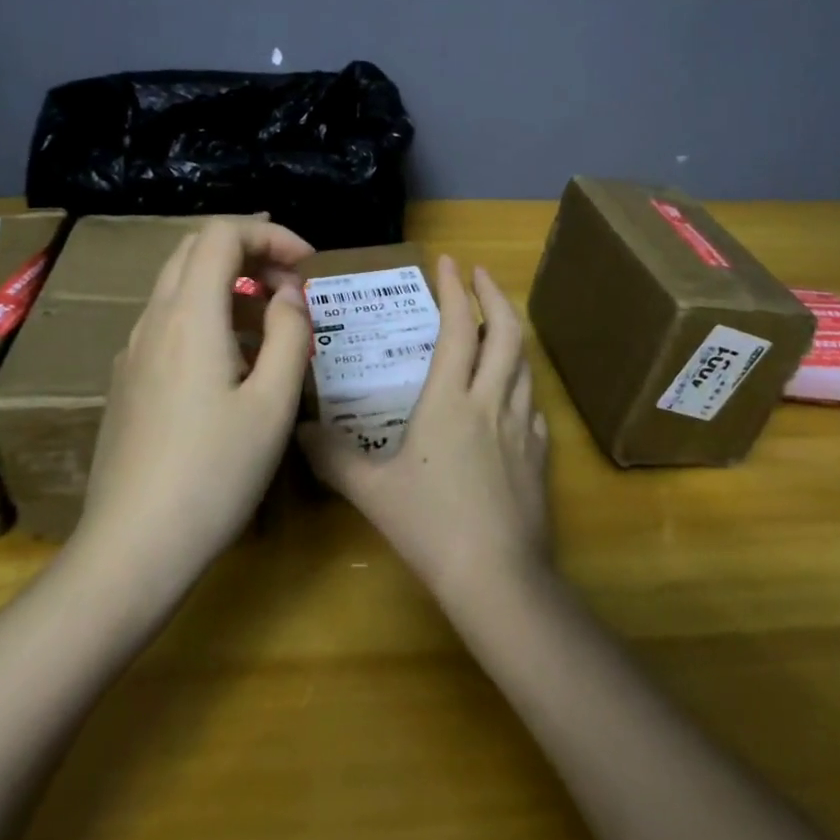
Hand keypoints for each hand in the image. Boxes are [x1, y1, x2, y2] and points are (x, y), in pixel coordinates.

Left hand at [71, 217, 313, 595]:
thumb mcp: (273, 403)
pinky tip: (235, 363)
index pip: (222, 233)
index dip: (270, 234)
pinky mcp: (128, 381)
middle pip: (196, 250)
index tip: (309, 265)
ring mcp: (134, 351)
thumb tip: (289, 296)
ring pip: (181, 285)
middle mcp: (154, 320)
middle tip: (292, 285)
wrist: (132, 549)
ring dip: (230, 284)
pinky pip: (170, 322)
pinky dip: (209, 315)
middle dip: (250, 251)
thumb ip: (291, 334)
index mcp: (190, 315)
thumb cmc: (214, 473)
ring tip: (273, 325)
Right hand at [299, 256, 550, 605]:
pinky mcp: (540, 454)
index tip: (449, 261)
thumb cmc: (431, 527)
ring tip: (495, 321)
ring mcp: (522, 427)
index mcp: (450, 400)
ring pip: (525, 363)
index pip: (459, 328)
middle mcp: (492, 401)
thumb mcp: (372, 491)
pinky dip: (522, 382)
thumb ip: (333, 458)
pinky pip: (534, 403)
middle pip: (506, 333)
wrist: (498, 577)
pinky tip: (511, 393)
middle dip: (495, 294)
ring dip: (511, 333)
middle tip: (481, 274)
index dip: (456, 290)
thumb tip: (299, 431)